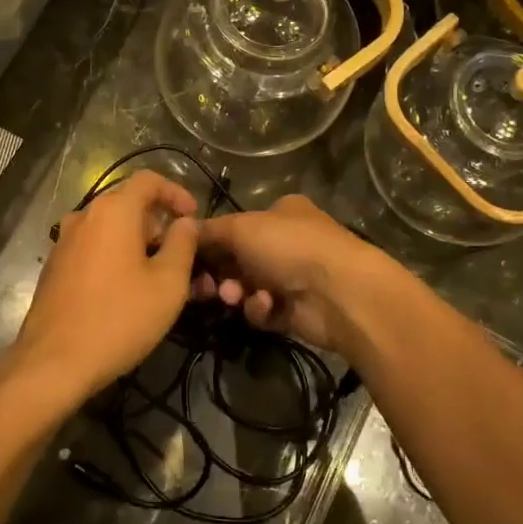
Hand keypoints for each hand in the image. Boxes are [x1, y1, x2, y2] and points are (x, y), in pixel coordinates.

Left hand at [5, 170, 198, 403]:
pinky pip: (93, 249)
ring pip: (110, 230)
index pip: (148, 180)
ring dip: (138, 245)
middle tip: (182, 258)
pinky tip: (128, 291)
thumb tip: (185, 223)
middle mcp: (84, 217)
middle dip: (159, 226)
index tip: (193, 217)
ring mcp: (64, 242)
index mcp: (112, 211)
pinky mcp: (55, 268)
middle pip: (128, 206)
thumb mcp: (168, 284)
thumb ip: (183, 244)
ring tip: (159, 278)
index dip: (176, 192)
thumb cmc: (119, 318)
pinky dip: (116, 258)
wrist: (54, 362)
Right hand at [193, 194, 390, 353]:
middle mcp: (287, 242)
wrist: (339, 292)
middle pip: (238, 259)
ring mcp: (294, 277)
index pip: (236, 226)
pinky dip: (260, 309)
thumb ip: (210, 231)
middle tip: (202, 286)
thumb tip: (183, 228)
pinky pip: (264, 310)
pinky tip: (266, 306)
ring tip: (236, 297)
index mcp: (281, 213)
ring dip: (237, 292)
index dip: (210, 242)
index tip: (185, 257)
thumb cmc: (289, 247)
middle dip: (220, 273)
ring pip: (247, 287)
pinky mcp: (296, 310)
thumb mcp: (241, 228)